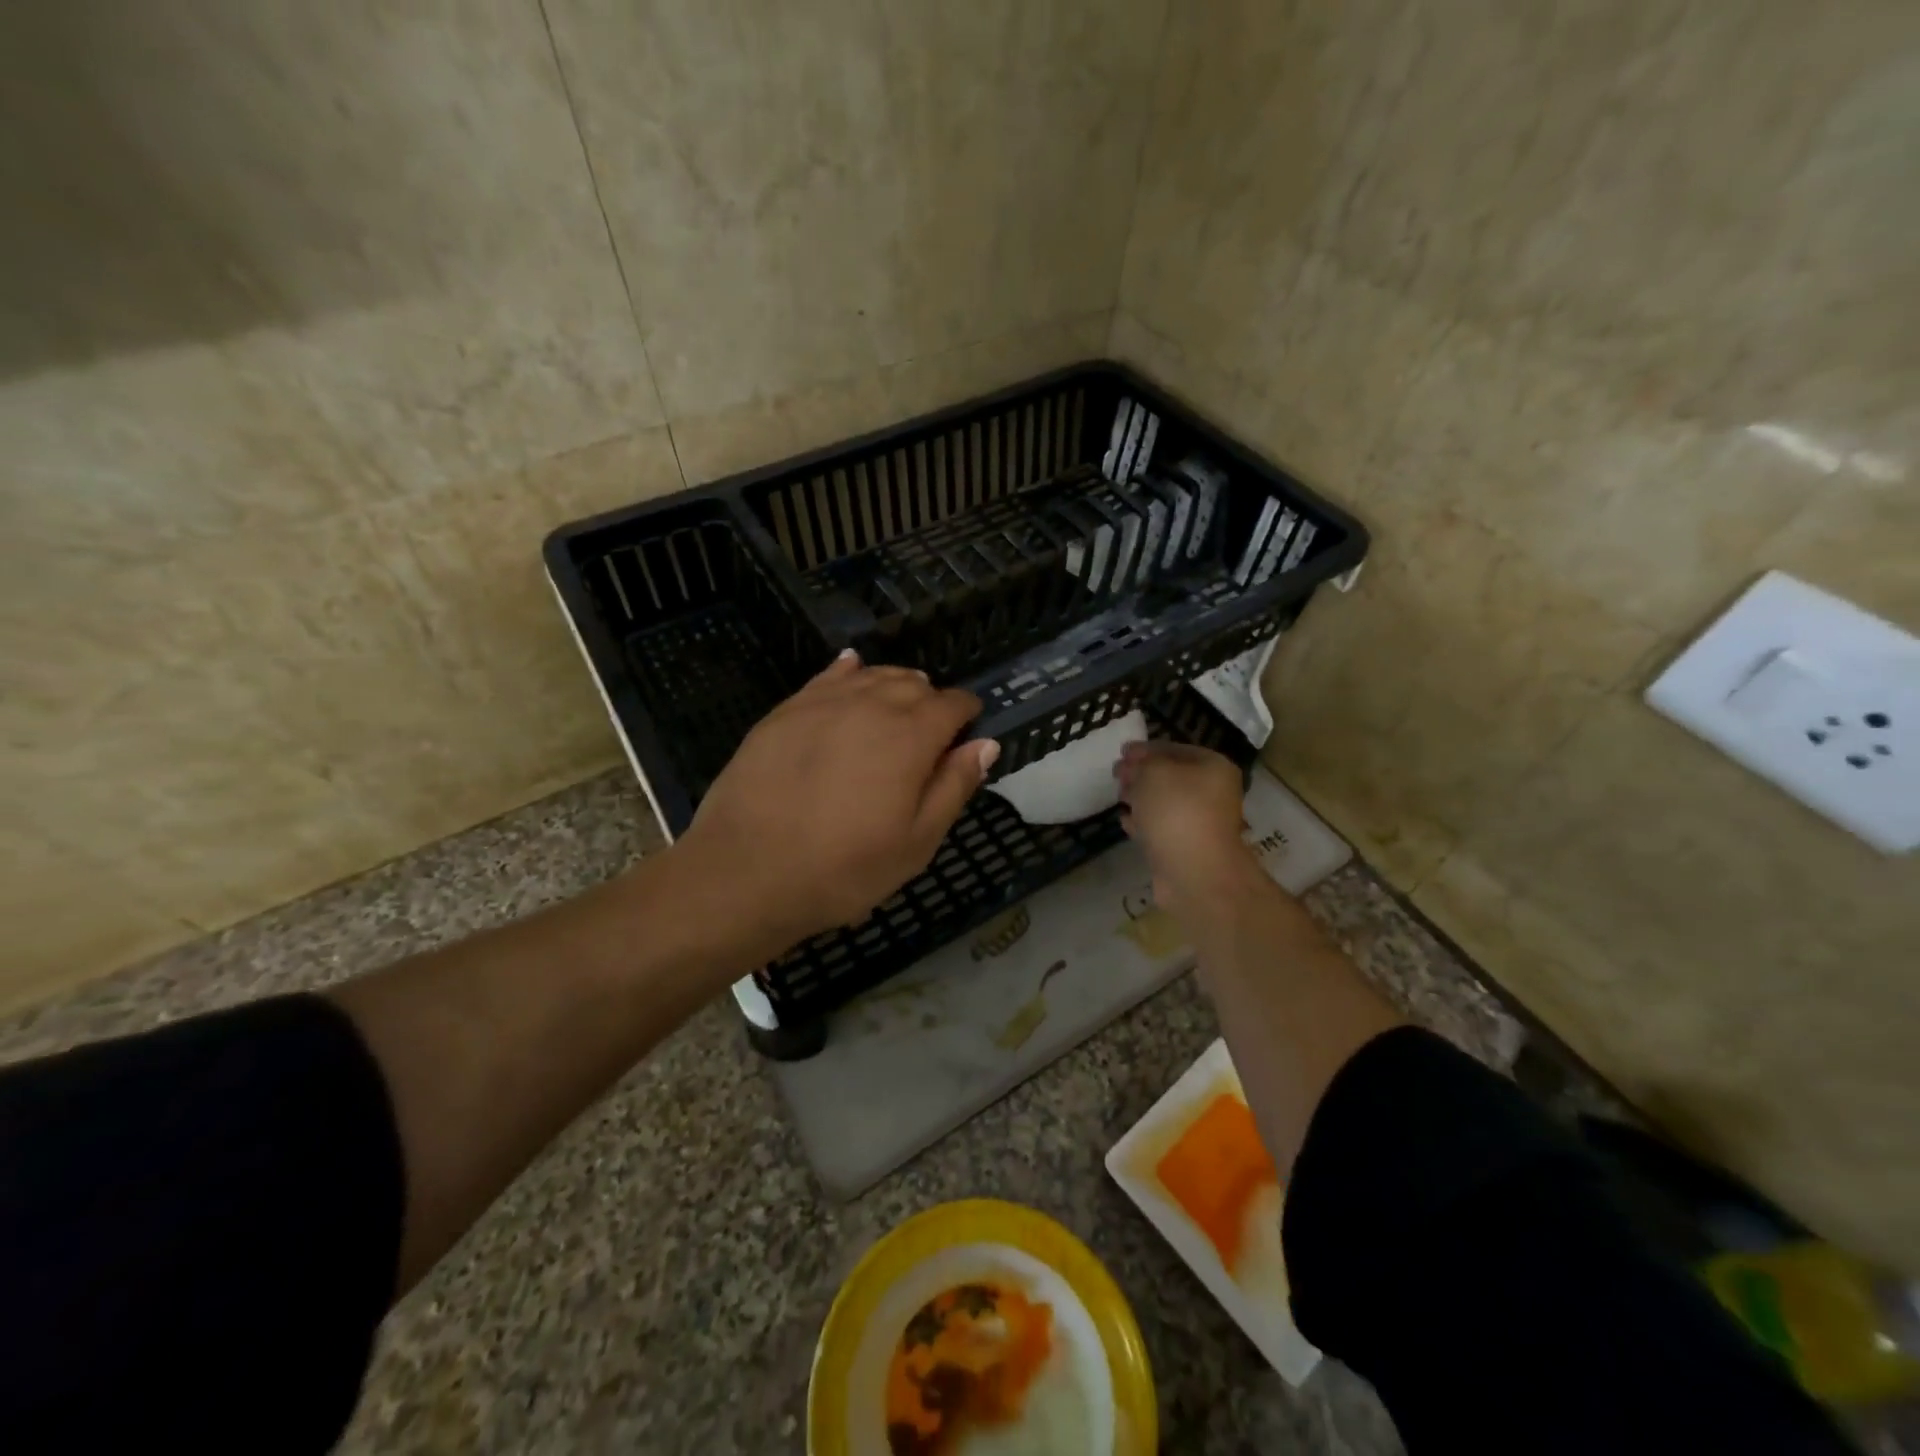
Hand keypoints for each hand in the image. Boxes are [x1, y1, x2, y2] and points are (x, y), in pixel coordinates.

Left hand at [672, 651, 998, 950]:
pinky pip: (827, 676)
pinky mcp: (785, 710)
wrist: (746, 872)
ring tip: (898, 707)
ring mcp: (823, 703)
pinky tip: (852, 671)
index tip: (968, 728)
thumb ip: (954, 787)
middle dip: (931, 700)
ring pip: (872, 675)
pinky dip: (849, 672)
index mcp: (910, 736)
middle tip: (931, 732)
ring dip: (894, 686)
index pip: (952, 704)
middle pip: (913, 684)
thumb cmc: (843, 868)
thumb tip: (985, 743)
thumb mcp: (916, 843)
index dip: (966, 713)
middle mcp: (870, 705)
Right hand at [1115, 741, 1256, 913]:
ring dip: (1141, 798)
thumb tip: (1133, 765)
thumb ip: (1140, 762)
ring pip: (1165, 803)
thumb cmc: (1177, 811)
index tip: (1121, 752)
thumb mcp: (1153, 772)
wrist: (1194, 872)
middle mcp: (1212, 793)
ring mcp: (1200, 823)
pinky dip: (1144, 823)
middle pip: (1170, 776)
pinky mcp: (1186, 848)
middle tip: (1117, 774)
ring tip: (1119, 796)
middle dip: (1141, 773)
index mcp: (1213, 767)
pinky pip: (1161, 828)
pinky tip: (1126, 820)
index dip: (1145, 748)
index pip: (1174, 748)